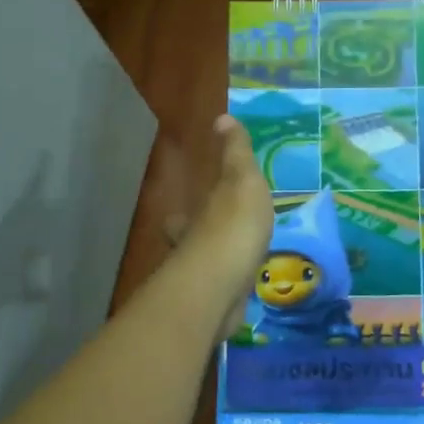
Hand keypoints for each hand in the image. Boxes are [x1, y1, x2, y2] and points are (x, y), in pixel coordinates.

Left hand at [178, 117, 273, 329]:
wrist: (223, 283)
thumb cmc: (233, 226)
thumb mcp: (241, 179)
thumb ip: (235, 153)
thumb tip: (221, 118)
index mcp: (196, 218)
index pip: (182, 216)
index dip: (182, 215)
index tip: (181, 215)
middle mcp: (190, 249)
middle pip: (188, 246)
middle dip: (195, 244)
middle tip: (213, 244)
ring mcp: (202, 281)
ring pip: (205, 271)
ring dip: (215, 268)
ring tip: (238, 266)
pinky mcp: (214, 306)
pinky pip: (222, 294)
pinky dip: (229, 292)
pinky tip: (243, 293)